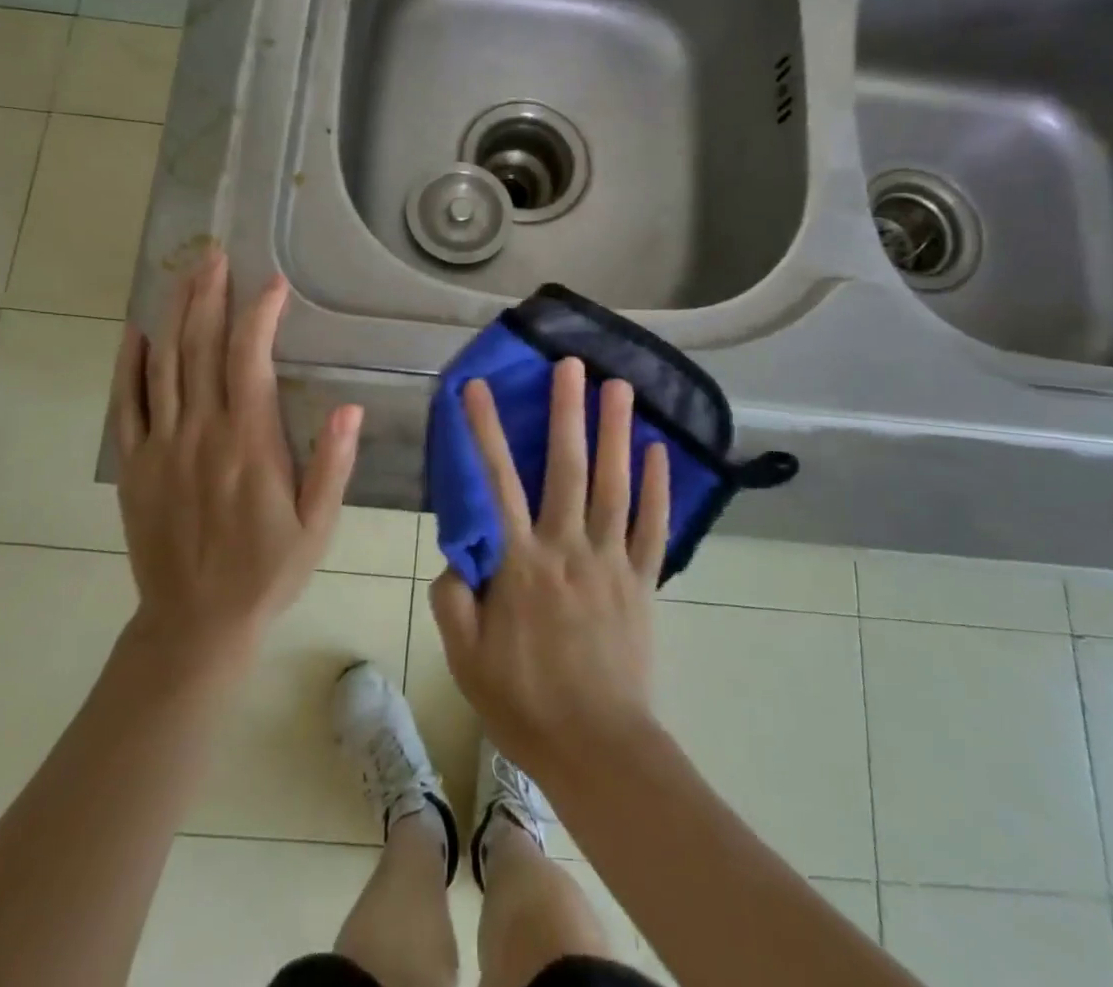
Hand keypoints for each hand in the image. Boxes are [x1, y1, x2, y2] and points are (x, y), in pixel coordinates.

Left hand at [108, 250, 362, 669]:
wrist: (195, 623)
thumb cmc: (267, 571)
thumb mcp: (317, 526)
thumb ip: (332, 465)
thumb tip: (350, 407)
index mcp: (248, 443)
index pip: (248, 360)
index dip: (260, 315)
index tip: (273, 284)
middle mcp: (201, 433)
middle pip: (199, 348)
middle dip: (209, 295)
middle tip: (215, 255)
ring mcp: (161, 446)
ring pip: (163, 364)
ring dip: (174, 313)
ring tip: (184, 273)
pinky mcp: (135, 465)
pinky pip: (127, 404)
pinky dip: (129, 364)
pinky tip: (135, 332)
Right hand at [429, 358, 670, 779]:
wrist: (597, 749)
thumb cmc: (524, 703)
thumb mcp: (465, 658)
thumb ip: (452, 599)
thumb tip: (455, 554)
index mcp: (521, 563)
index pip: (497, 483)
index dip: (484, 430)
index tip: (475, 387)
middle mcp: (568, 548)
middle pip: (567, 468)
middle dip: (567, 411)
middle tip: (571, 363)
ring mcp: (612, 562)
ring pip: (615, 485)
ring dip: (616, 432)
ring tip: (620, 386)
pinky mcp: (643, 582)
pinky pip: (653, 527)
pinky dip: (658, 488)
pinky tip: (660, 451)